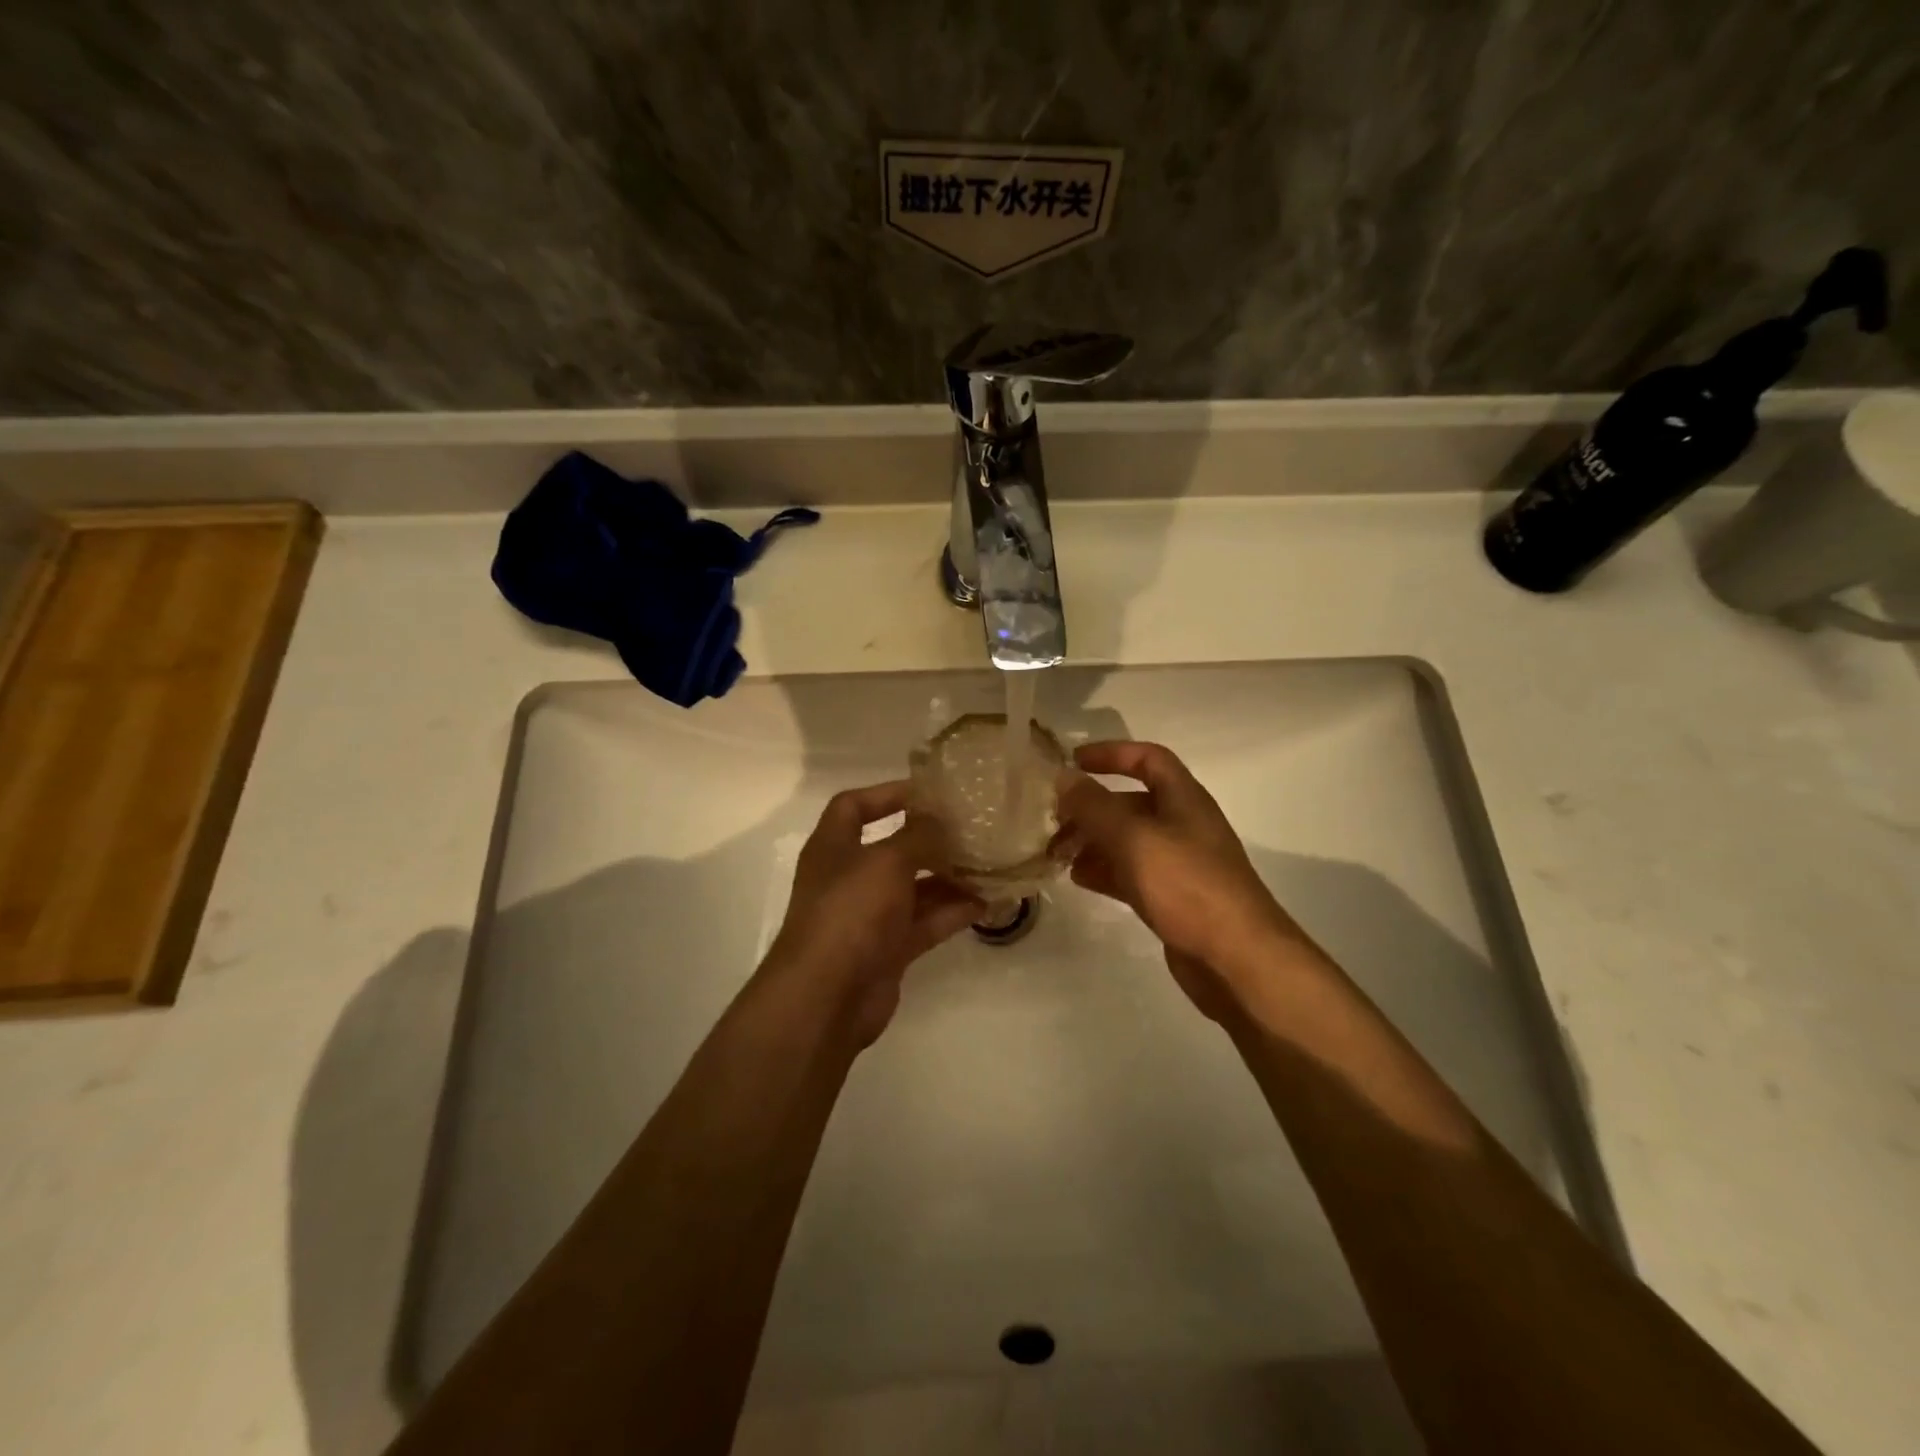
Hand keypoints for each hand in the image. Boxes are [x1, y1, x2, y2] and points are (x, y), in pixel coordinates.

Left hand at [764, 781, 981, 1043]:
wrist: (826, 996)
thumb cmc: (850, 912)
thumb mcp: (886, 861)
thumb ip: (918, 836)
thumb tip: (941, 819)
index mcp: (834, 847)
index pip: (854, 806)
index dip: (887, 794)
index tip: (929, 793)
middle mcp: (849, 877)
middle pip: (893, 848)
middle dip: (931, 839)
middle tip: (973, 829)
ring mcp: (869, 916)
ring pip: (914, 888)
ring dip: (949, 877)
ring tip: (989, 864)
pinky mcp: (888, 949)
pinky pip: (925, 923)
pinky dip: (952, 912)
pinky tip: (986, 902)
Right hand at [1057, 741, 1307, 1018]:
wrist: (1236, 959)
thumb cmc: (1187, 885)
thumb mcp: (1134, 838)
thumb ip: (1094, 807)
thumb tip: (1063, 778)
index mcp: (1184, 799)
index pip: (1148, 759)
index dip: (1111, 754)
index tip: (1073, 761)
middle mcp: (1183, 825)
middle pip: (1131, 803)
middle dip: (1091, 808)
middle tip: (1053, 821)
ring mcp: (1179, 864)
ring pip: (1128, 841)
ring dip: (1093, 841)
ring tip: (1057, 853)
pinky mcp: (1173, 898)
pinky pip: (1132, 874)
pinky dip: (1105, 871)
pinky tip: (1079, 878)